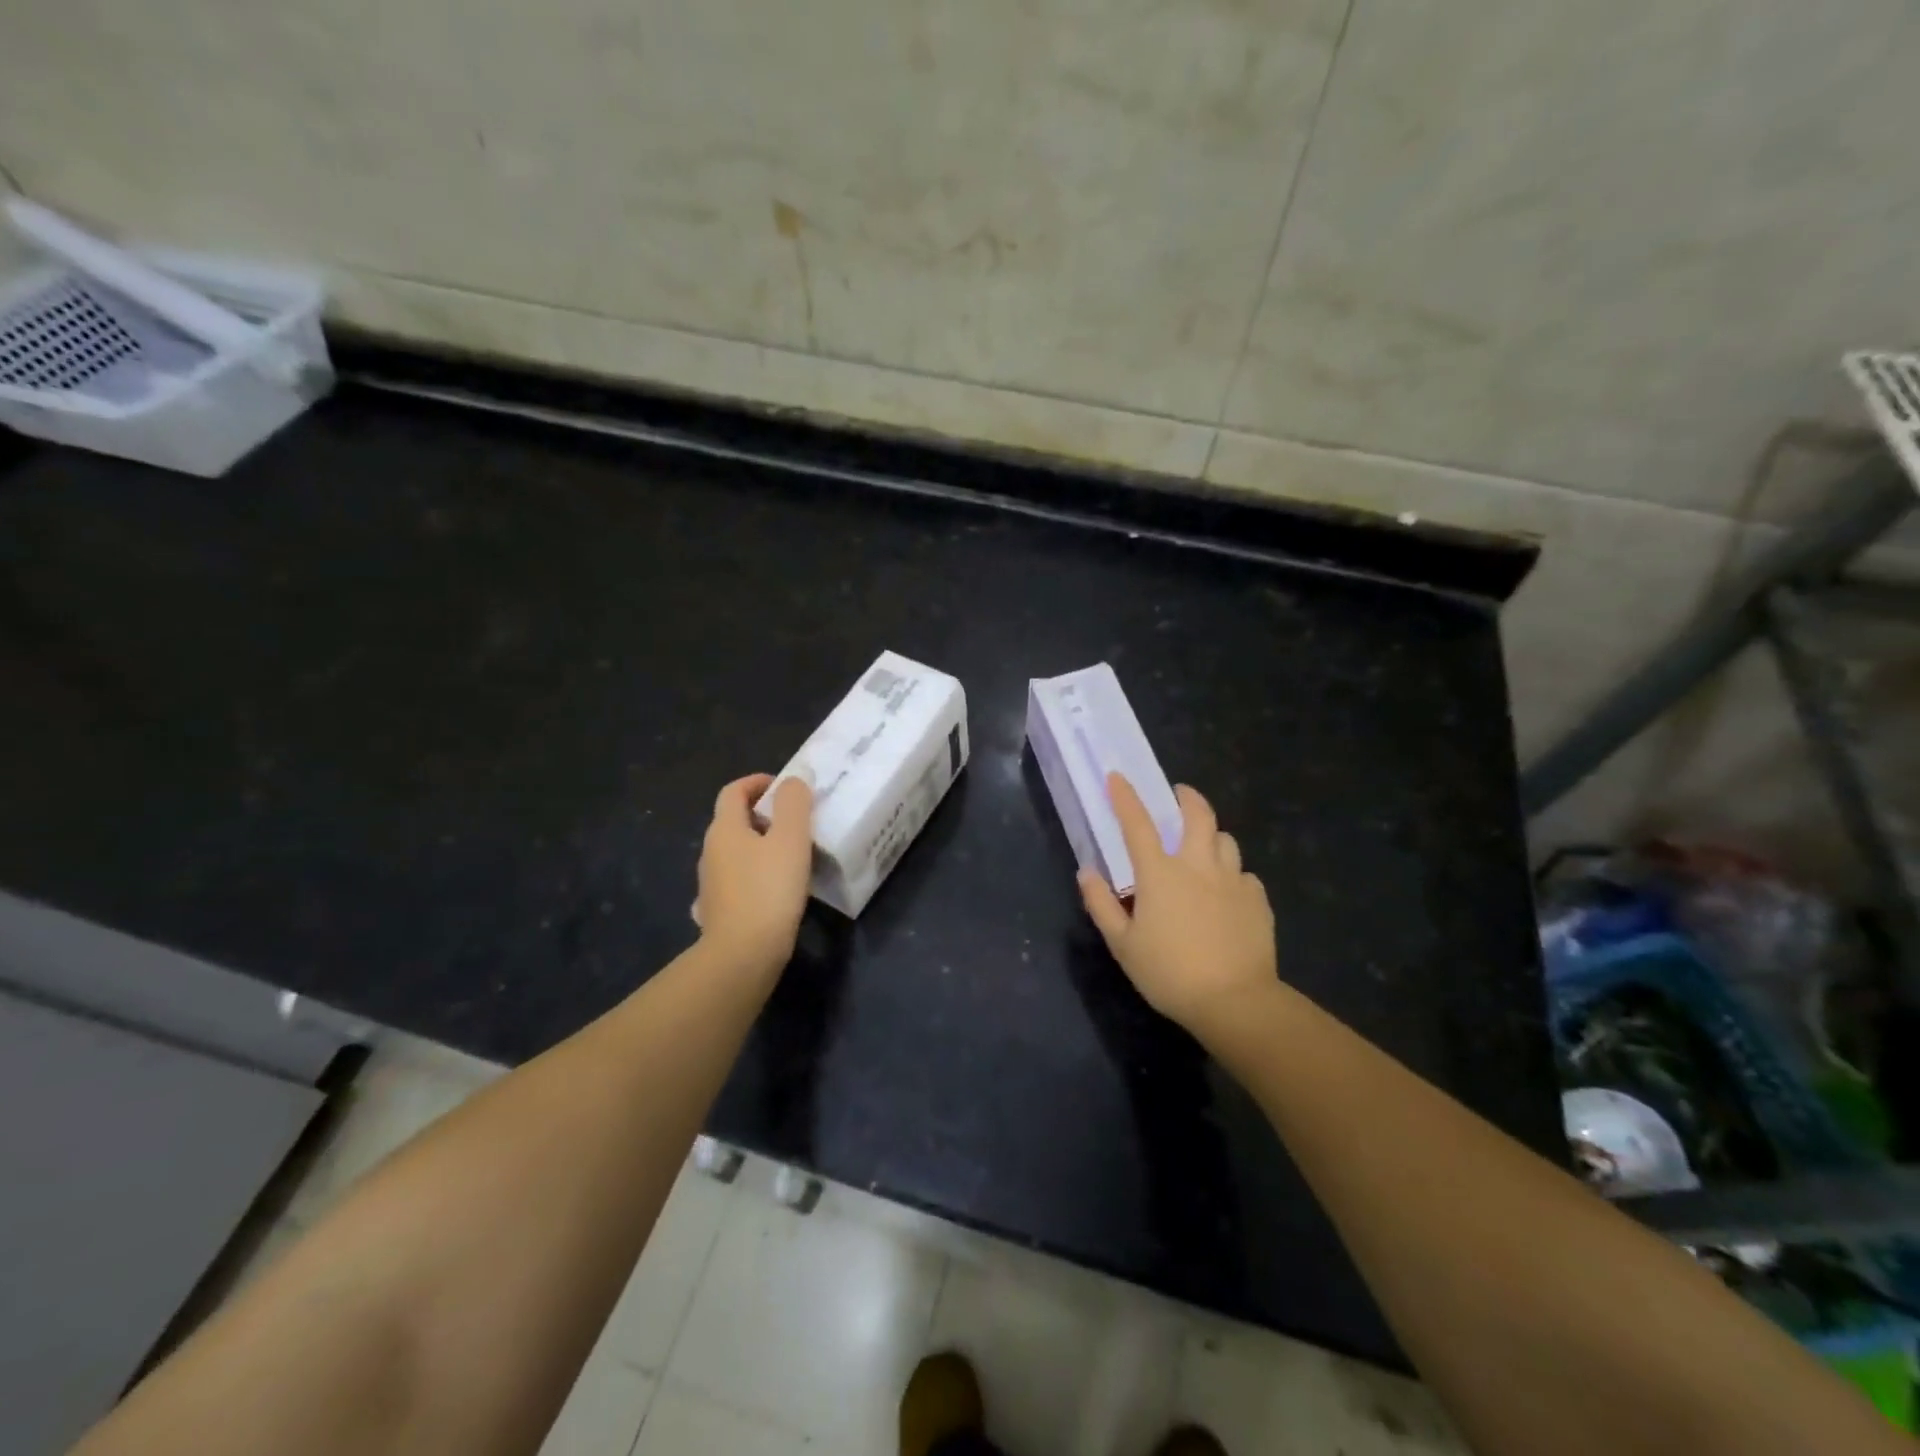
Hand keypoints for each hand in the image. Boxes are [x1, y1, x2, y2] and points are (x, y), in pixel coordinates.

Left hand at [694, 773, 814, 975]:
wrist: (742, 955)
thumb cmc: (769, 890)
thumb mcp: (791, 839)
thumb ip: (794, 804)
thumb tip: (793, 780)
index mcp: (724, 829)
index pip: (734, 791)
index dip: (758, 782)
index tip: (786, 788)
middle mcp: (710, 852)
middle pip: (734, 820)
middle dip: (764, 814)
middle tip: (797, 821)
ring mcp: (711, 883)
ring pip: (736, 852)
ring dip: (761, 845)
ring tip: (792, 854)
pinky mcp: (718, 910)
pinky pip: (737, 880)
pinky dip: (755, 874)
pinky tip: (775, 889)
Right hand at [1079, 773, 1278, 1038]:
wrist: (1235, 1001)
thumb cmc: (1169, 973)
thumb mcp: (1123, 945)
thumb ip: (1102, 905)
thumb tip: (1087, 873)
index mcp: (1160, 873)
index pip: (1138, 824)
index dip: (1125, 797)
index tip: (1117, 777)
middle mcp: (1198, 866)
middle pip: (1198, 815)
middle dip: (1188, 797)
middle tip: (1180, 794)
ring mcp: (1233, 881)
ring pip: (1226, 840)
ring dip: (1212, 836)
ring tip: (1204, 846)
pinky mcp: (1257, 900)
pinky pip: (1244, 875)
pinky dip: (1232, 875)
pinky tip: (1227, 893)